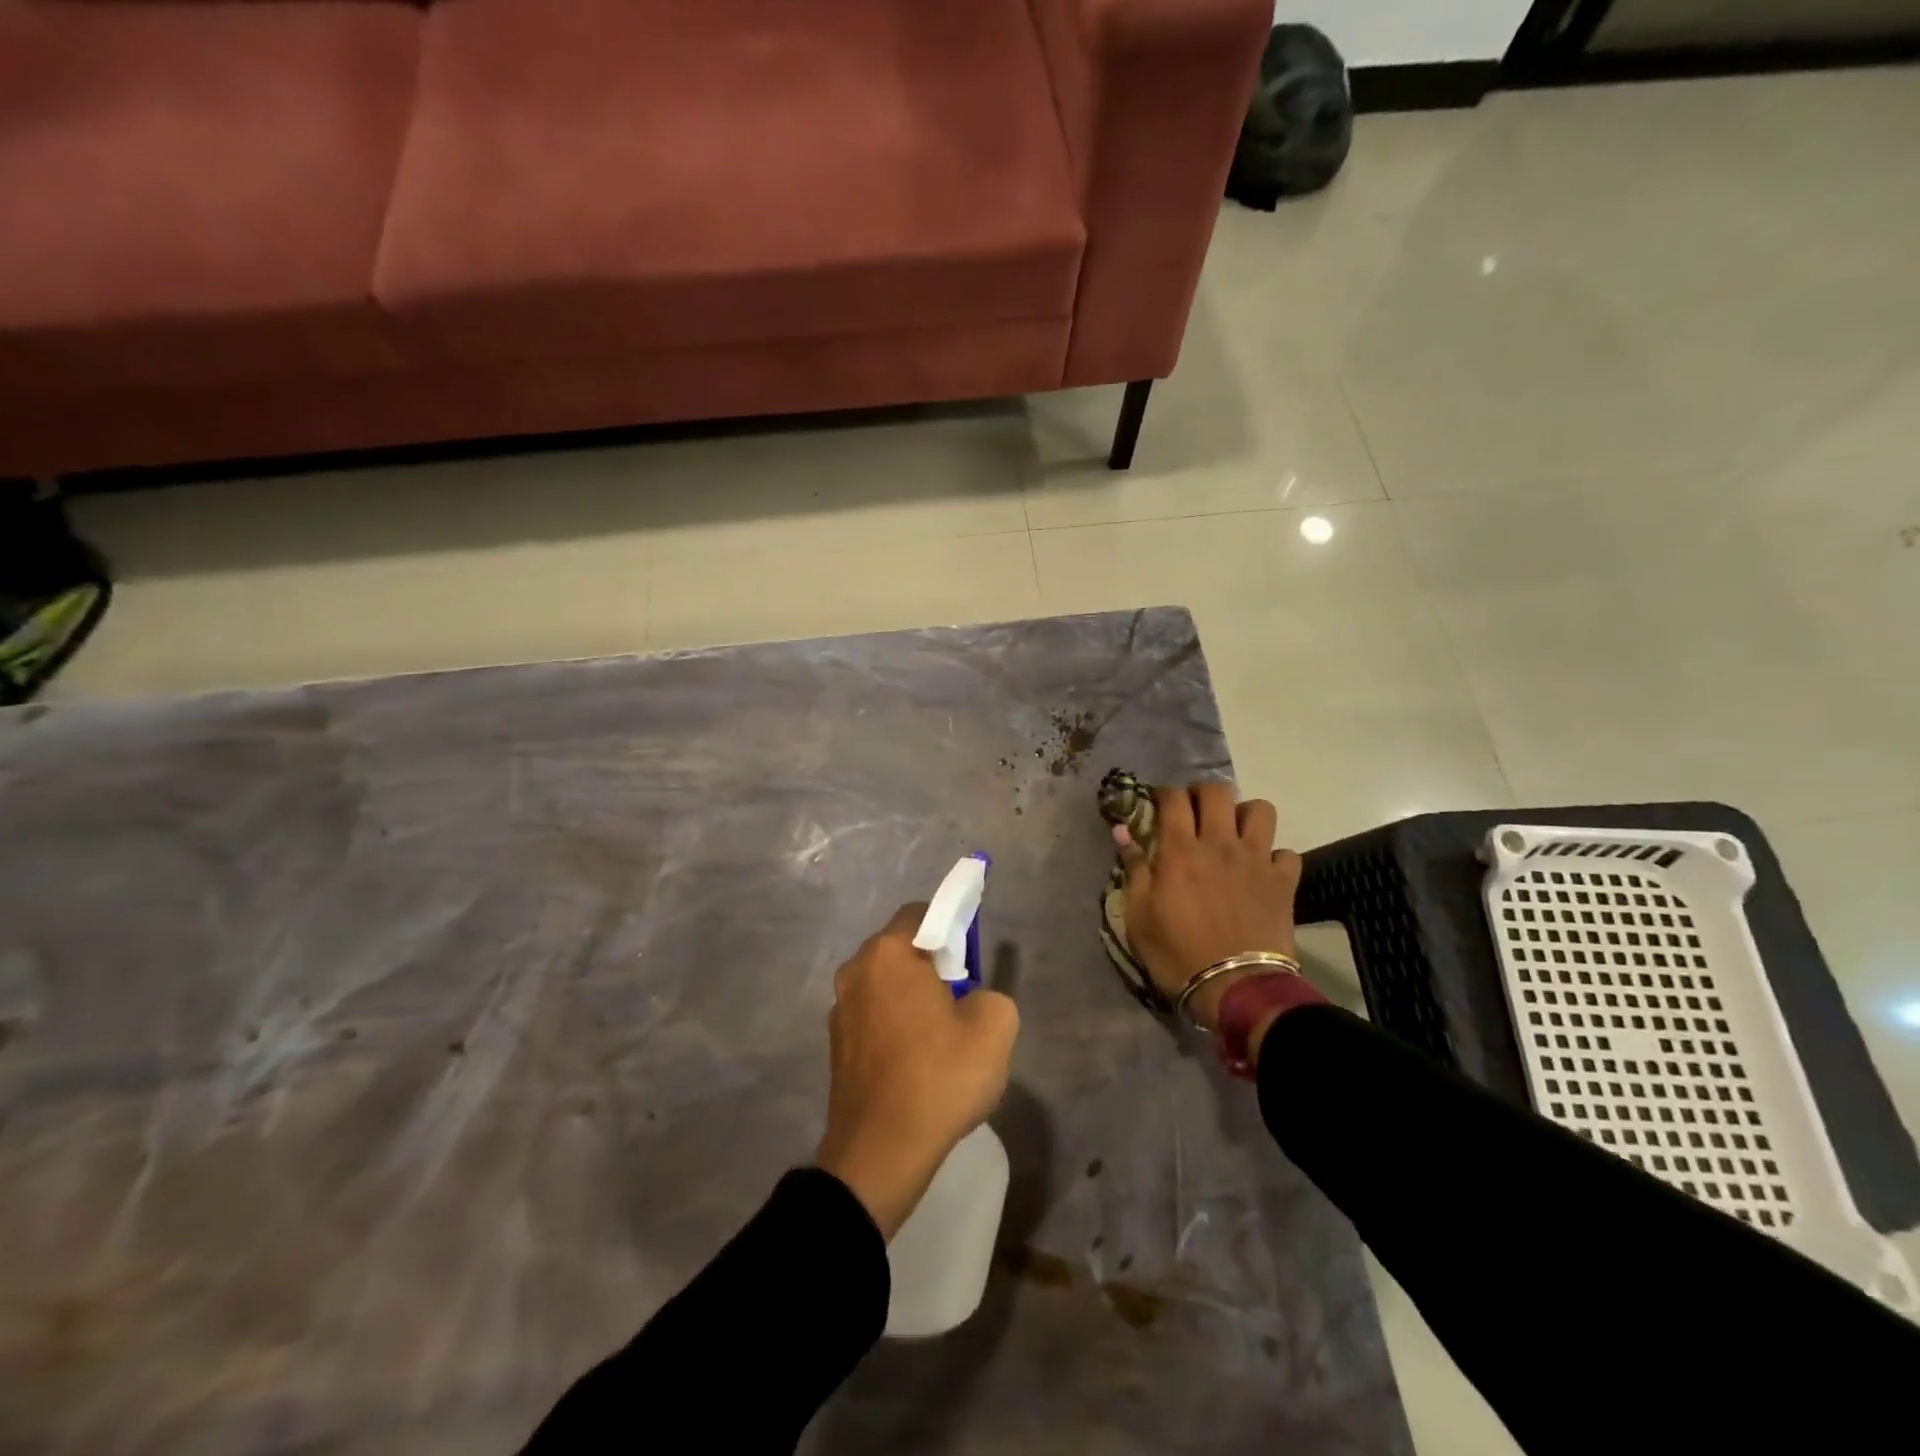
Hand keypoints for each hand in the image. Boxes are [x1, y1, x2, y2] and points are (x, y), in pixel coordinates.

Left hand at [816, 904, 1019, 1240]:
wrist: (880, 1153)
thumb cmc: (938, 1077)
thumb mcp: (994, 1028)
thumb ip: (991, 995)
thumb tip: (970, 1000)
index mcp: (888, 953)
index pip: (922, 913)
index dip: (952, 929)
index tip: (969, 964)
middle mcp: (855, 970)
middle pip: (901, 949)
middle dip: (932, 965)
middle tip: (960, 1002)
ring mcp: (839, 1009)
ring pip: (886, 985)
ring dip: (912, 998)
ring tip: (939, 1039)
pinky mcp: (835, 1045)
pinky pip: (873, 1016)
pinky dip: (894, 1025)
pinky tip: (915, 1062)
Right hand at [1115, 783, 1302, 1036]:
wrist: (1235, 988)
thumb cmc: (1177, 953)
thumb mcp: (1138, 916)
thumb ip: (1133, 869)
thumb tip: (1123, 832)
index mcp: (1180, 850)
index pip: (1173, 799)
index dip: (1164, 793)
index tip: (1157, 803)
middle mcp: (1220, 844)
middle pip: (1217, 792)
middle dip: (1202, 793)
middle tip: (1194, 811)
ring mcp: (1256, 860)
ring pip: (1260, 810)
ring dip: (1244, 814)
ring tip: (1233, 832)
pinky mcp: (1283, 882)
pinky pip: (1285, 852)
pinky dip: (1274, 856)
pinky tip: (1261, 870)